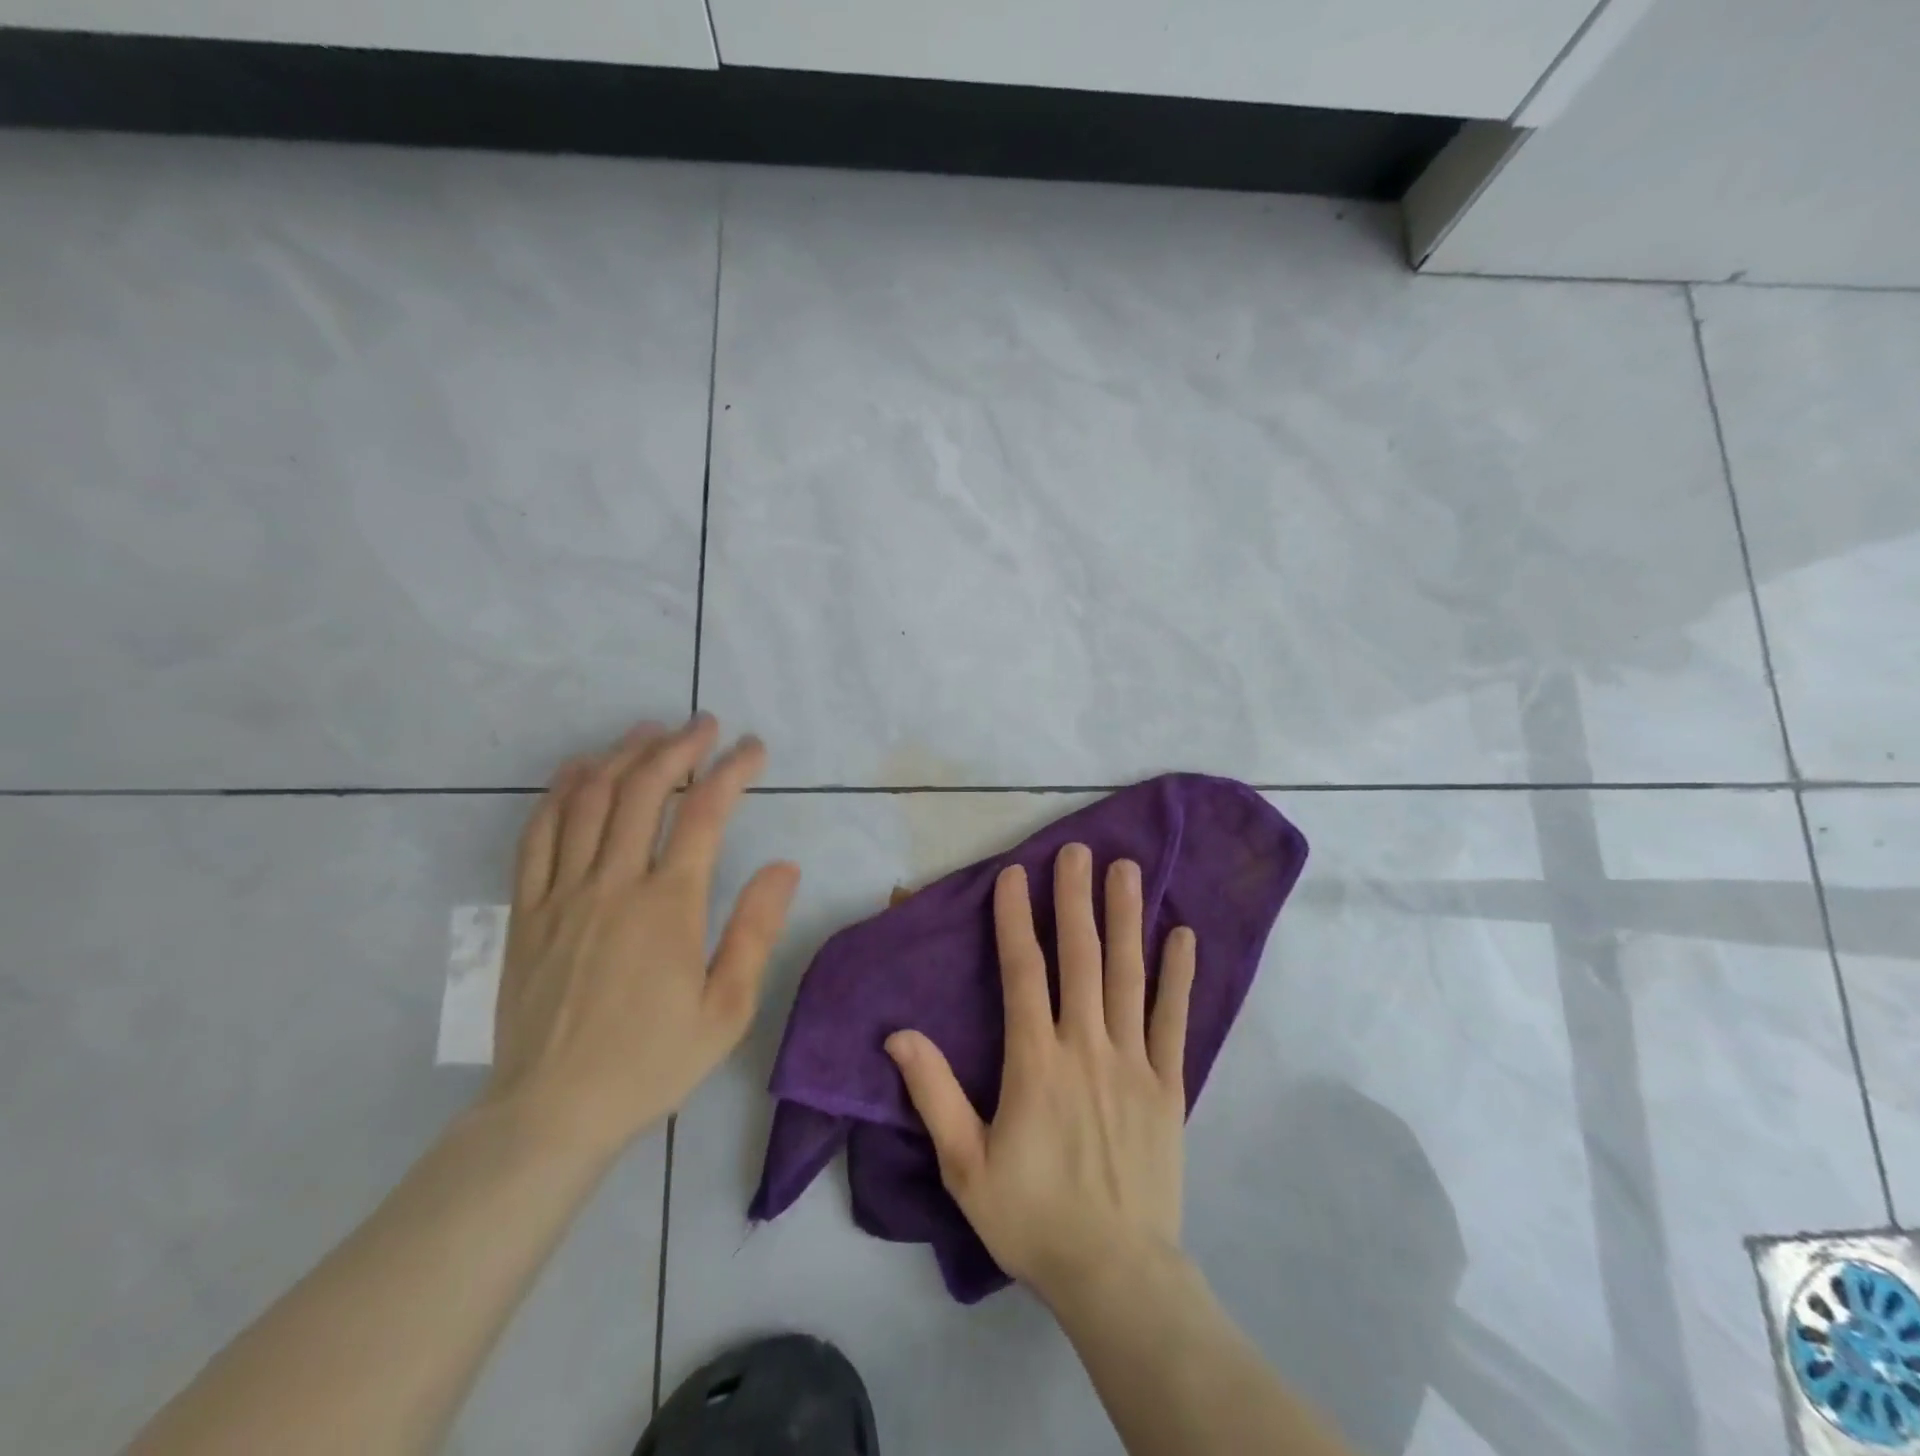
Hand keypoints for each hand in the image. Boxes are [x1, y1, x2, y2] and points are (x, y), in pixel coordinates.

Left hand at [485, 716, 799, 1154]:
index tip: (753, 748)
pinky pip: (537, 834)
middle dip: (678, 746)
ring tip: (648, 731)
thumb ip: (756, 930)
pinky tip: (579, 770)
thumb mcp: (727, 1008)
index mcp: (668, 905)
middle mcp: (612, 883)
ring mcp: (561, 893)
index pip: (705, 813)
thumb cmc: (652, 1060)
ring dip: (622, 755)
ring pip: (589, 800)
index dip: (733, 770)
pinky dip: (559, 792)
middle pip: (643, 788)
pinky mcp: (525, 910)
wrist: (552, 1111)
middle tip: (704, 724)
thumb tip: (784, 866)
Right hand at [886, 843, 1195, 1305]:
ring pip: (1128, 975)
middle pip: (1079, 957)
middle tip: (1078, 850)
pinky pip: (1174, 1020)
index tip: (1015, 874)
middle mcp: (1086, 1046)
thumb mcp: (965, 1165)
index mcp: (1035, 1061)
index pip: (1023, 972)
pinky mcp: (1168, 1084)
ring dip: (1126, 918)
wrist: (1115, 1274)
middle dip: (1075, 898)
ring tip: (1127, 870)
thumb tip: (899, 1034)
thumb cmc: (1032, 1217)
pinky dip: (1178, 975)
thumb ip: (935, 1093)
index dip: (1016, 919)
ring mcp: (1133, 1062)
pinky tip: (1184, 935)